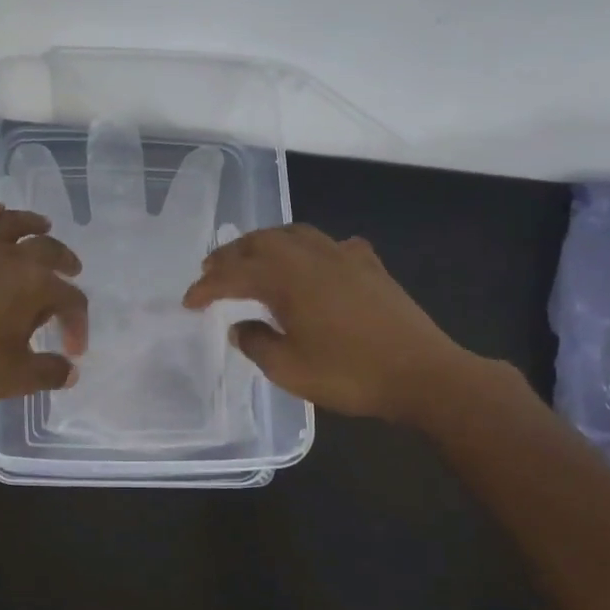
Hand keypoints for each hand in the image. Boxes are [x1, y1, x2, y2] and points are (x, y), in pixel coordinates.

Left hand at [0, 199, 89, 400]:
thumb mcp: (18, 377)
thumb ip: (50, 372)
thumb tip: (69, 372)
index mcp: (36, 286)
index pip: (70, 300)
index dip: (78, 324)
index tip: (72, 351)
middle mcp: (11, 258)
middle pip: (49, 251)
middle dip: (65, 262)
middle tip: (72, 272)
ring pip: (11, 224)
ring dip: (32, 223)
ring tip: (43, 226)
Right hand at [181, 224, 471, 419]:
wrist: (422, 374)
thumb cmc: (349, 374)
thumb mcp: (289, 370)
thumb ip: (256, 343)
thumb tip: (240, 327)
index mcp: (287, 279)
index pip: (234, 275)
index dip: (206, 287)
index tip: (188, 302)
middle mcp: (312, 257)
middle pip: (261, 242)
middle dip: (231, 254)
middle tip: (210, 270)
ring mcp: (345, 257)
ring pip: (296, 234)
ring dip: (266, 242)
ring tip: (252, 258)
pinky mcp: (370, 267)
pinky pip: (332, 245)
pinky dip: (310, 249)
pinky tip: (314, 264)